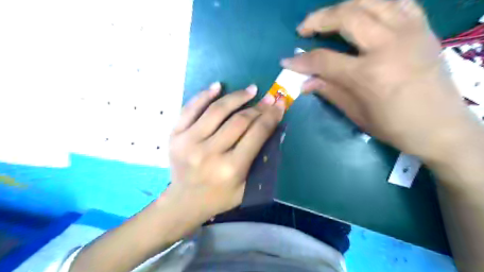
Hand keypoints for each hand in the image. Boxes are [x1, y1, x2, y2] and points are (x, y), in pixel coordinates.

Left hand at [168, 82, 286, 218]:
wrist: (185, 201)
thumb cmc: (220, 197)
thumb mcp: (247, 187)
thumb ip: (261, 160)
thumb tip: (272, 129)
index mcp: (231, 169)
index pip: (256, 133)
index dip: (270, 116)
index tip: (279, 104)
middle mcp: (209, 153)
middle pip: (239, 120)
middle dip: (258, 107)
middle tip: (268, 97)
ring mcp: (188, 142)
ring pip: (217, 110)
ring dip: (236, 96)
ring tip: (250, 90)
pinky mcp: (175, 135)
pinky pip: (190, 108)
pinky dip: (204, 95)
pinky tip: (218, 86)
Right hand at [282, 0, 476, 159]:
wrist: (441, 127)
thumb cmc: (394, 126)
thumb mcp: (356, 113)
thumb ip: (329, 91)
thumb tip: (305, 82)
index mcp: (368, 74)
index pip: (324, 59)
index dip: (301, 60)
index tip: (286, 61)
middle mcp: (388, 45)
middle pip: (346, 16)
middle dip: (318, 19)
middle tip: (304, 29)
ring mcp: (409, 31)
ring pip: (371, 0)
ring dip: (343, 5)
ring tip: (329, 18)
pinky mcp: (423, 28)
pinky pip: (398, 1)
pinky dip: (376, 3)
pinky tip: (364, 13)